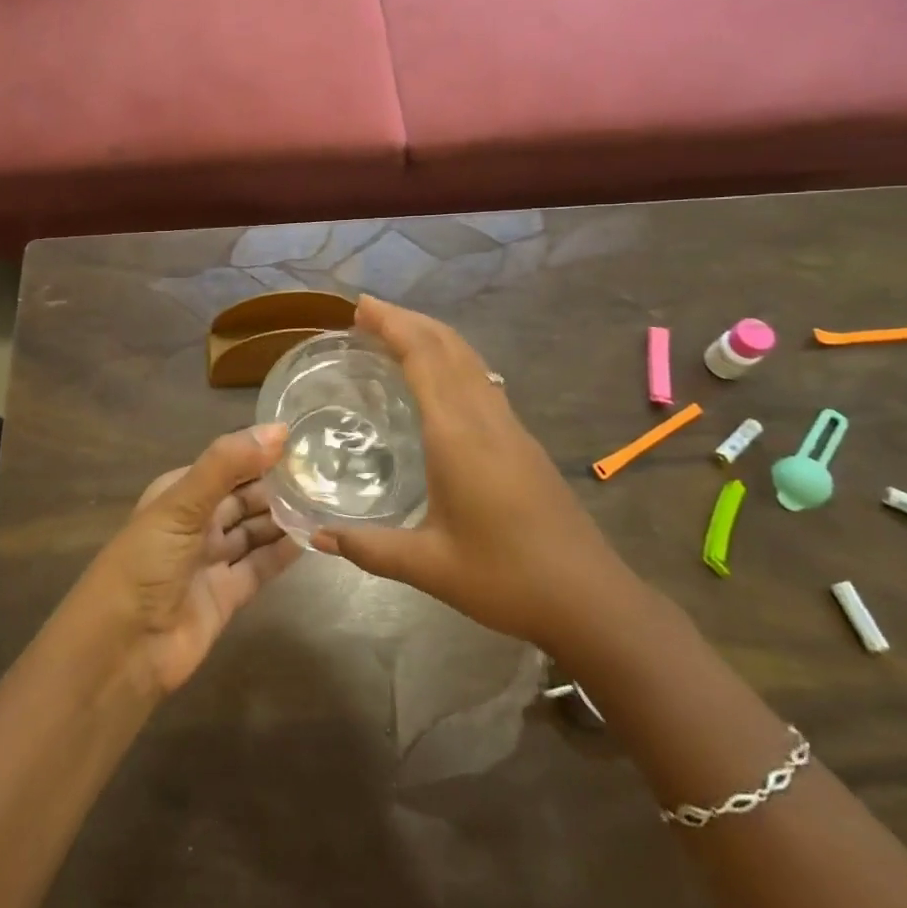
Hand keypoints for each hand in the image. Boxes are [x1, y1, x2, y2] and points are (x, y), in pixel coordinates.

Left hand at [83, 425, 301, 694]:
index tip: (305, 440)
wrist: (121, 652)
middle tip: (325, 472)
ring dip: (283, 517)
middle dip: (277, 485)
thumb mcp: (181, 504)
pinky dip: (283, 553)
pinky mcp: (226, 596)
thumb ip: (227, 464)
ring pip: (254, 530)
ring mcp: (211, 560)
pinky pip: (260, 566)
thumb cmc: (145, 564)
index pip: (227, 464)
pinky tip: (312, 538)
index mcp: (178, 493)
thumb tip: (279, 430)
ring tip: (325, 500)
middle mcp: (195, 522)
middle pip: (244, 497)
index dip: (261, 452)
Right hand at [312, 296, 639, 648]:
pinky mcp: (522, 440)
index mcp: (458, 435)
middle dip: (408, 320)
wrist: (590, 600)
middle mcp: (484, 418)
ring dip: (431, 335)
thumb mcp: (429, 567)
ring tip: (394, 333)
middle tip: (366, 312)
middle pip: (448, 346)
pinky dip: (451, 359)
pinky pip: (481, 379)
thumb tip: (316, 537)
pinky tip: (437, 378)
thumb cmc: (506, 580)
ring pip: (469, 359)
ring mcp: (509, 426)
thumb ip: (369, 549)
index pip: (424, 358)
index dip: (392, 325)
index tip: (360, 307)